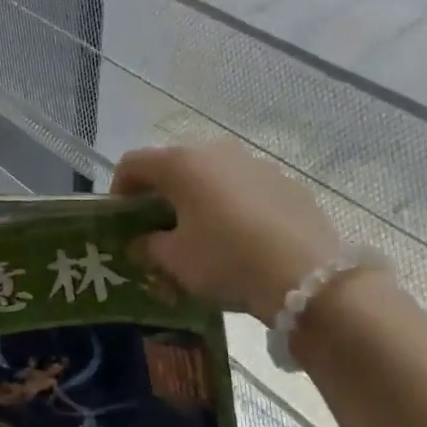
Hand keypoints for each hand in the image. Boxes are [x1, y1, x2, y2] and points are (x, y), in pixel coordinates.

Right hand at [112, 142, 342, 322]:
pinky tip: (242, 240)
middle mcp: (215, 151)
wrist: (307, 275)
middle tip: (159, 230)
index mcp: (180, 164)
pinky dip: (233, 206)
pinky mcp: (285, 182)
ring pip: (212, 176)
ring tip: (203, 237)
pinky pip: (245, 189)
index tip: (121, 221)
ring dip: (199, 199)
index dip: (119, 190)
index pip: (133, 163)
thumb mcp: (176, 261)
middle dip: (161, 195)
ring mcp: (254, 163)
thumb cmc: (226, 260)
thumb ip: (149, 247)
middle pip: (174, 166)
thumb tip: (140, 243)